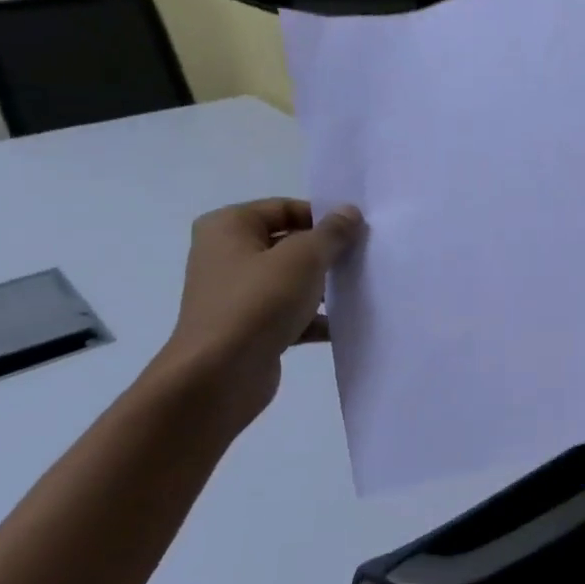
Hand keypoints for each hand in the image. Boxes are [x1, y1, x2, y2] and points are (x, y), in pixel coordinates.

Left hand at [154, 198, 364, 430]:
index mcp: (229, 227)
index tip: (359, 232)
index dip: (322, 216)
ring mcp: (238, 294)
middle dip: (326, 253)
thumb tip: (349, 211)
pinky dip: (314, 318)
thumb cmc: (257, 303)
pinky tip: (345, 325)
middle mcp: (228, 255)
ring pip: (291, 281)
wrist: (220, 375)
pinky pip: (290, 314)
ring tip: (361, 291)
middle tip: (364, 260)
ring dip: (324, 287)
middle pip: (288, 244)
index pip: (283, 208)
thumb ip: (330, 234)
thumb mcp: (302, 259)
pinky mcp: (250, 327)